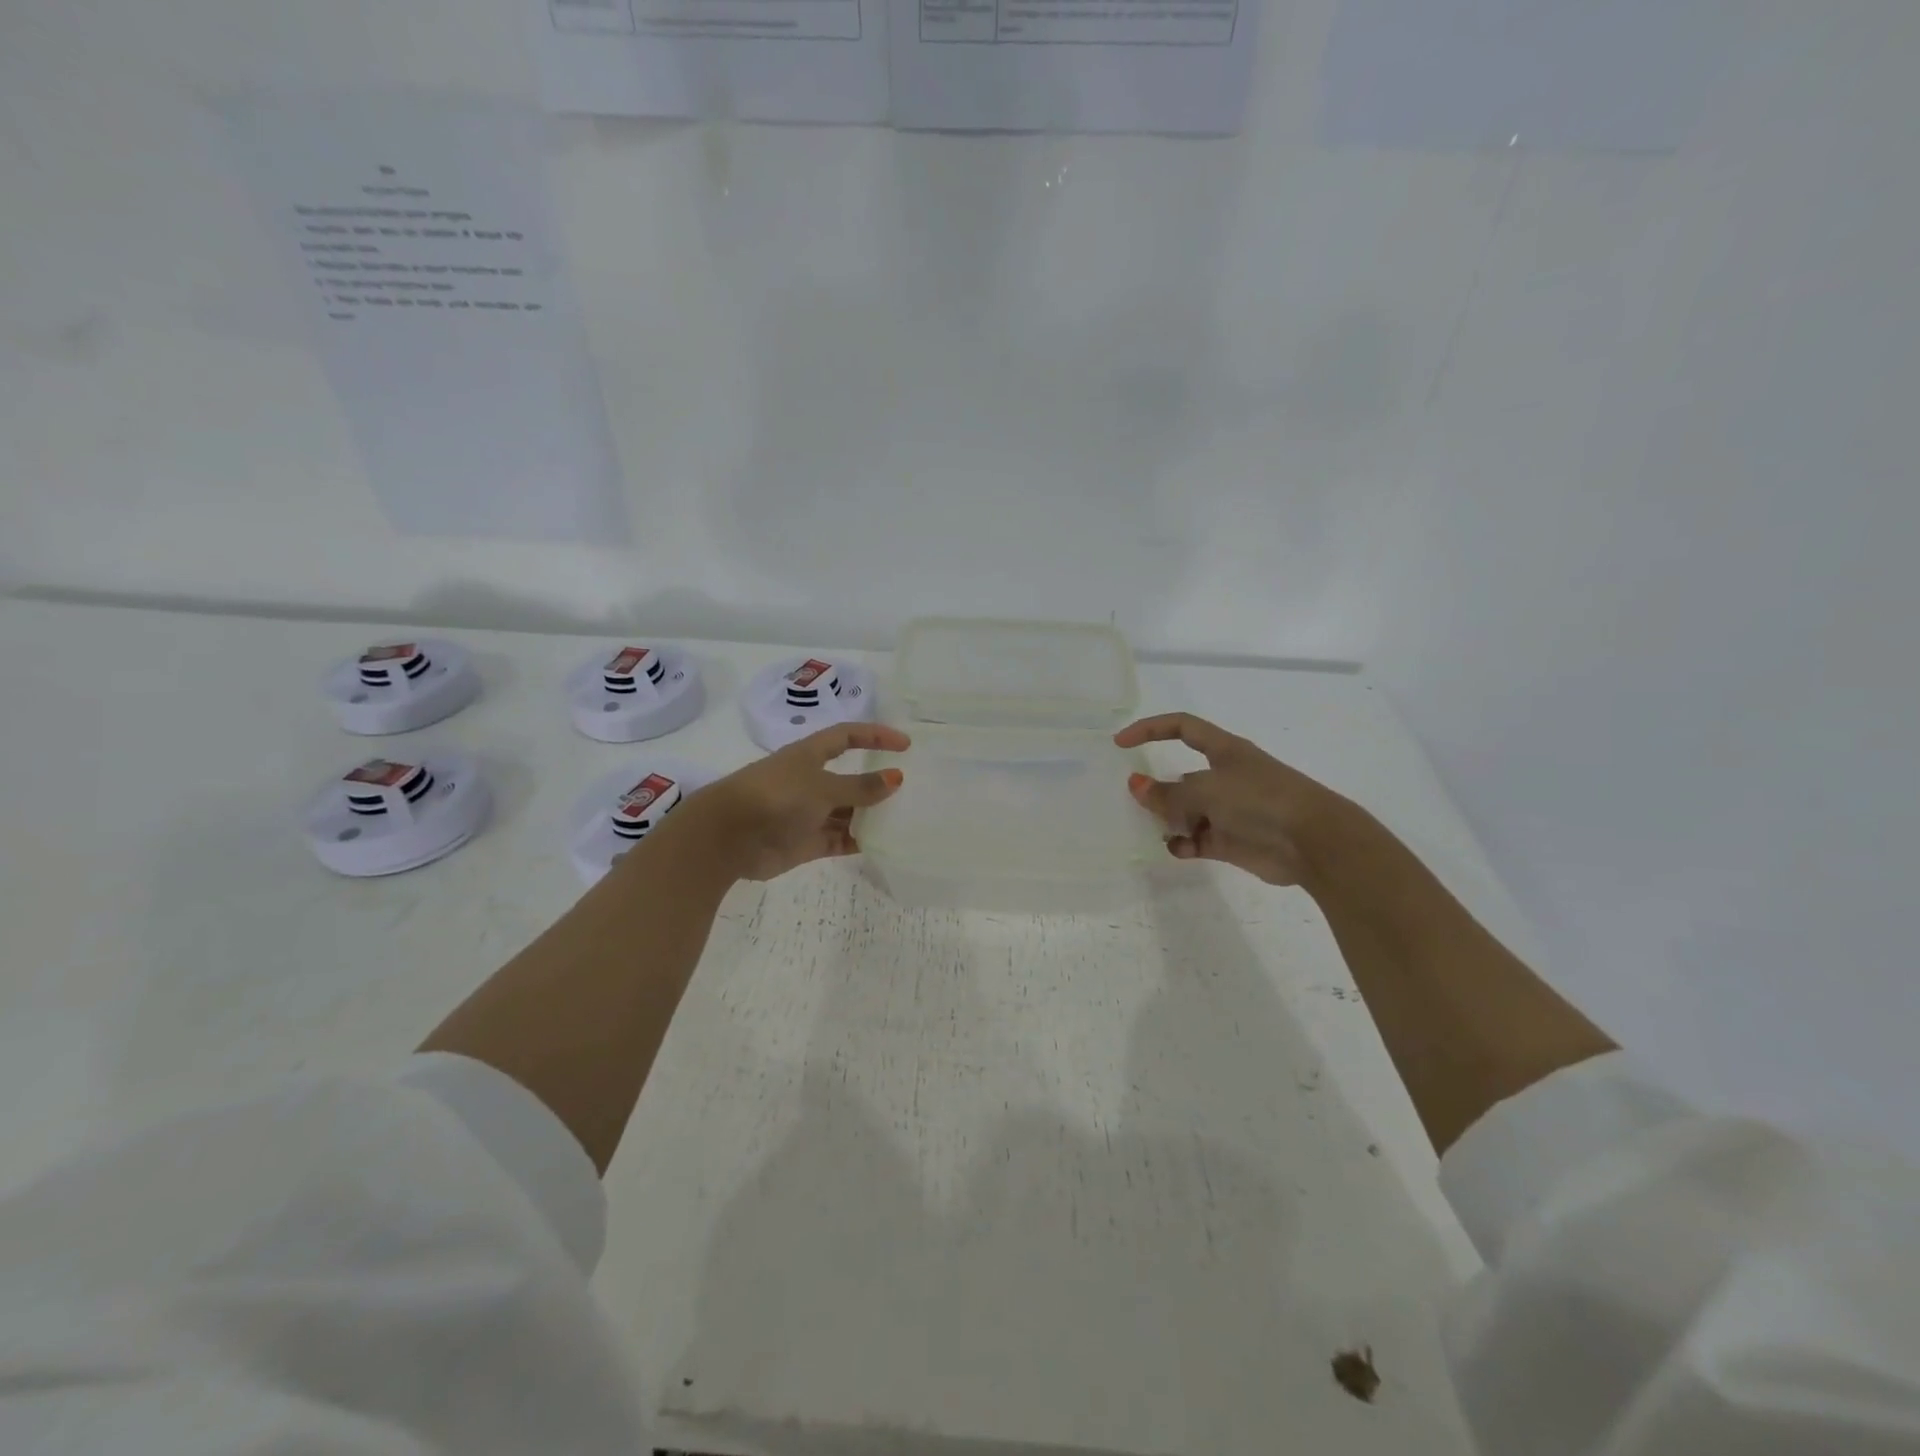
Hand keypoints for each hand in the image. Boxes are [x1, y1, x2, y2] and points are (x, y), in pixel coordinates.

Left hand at [686, 723, 910, 881]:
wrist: (728, 838)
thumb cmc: (776, 798)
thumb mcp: (823, 787)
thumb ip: (861, 787)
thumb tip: (897, 778)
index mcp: (809, 755)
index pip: (848, 736)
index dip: (875, 736)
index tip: (905, 745)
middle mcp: (809, 781)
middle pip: (849, 778)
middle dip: (876, 782)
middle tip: (911, 789)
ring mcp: (807, 813)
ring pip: (846, 812)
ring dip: (870, 815)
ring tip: (904, 819)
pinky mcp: (805, 842)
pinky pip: (839, 839)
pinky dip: (858, 841)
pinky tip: (883, 844)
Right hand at [1114, 713, 1346, 885]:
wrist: (1312, 842)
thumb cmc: (1259, 801)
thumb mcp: (1206, 791)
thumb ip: (1167, 794)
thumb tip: (1134, 785)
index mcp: (1224, 750)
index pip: (1181, 728)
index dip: (1150, 729)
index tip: (1121, 743)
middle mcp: (1226, 776)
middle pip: (1181, 777)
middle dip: (1158, 788)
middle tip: (1135, 801)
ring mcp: (1230, 810)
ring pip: (1187, 811)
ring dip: (1170, 820)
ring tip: (1155, 828)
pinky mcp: (1233, 840)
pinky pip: (1198, 839)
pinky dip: (1184, 843)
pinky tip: (1176, 848)